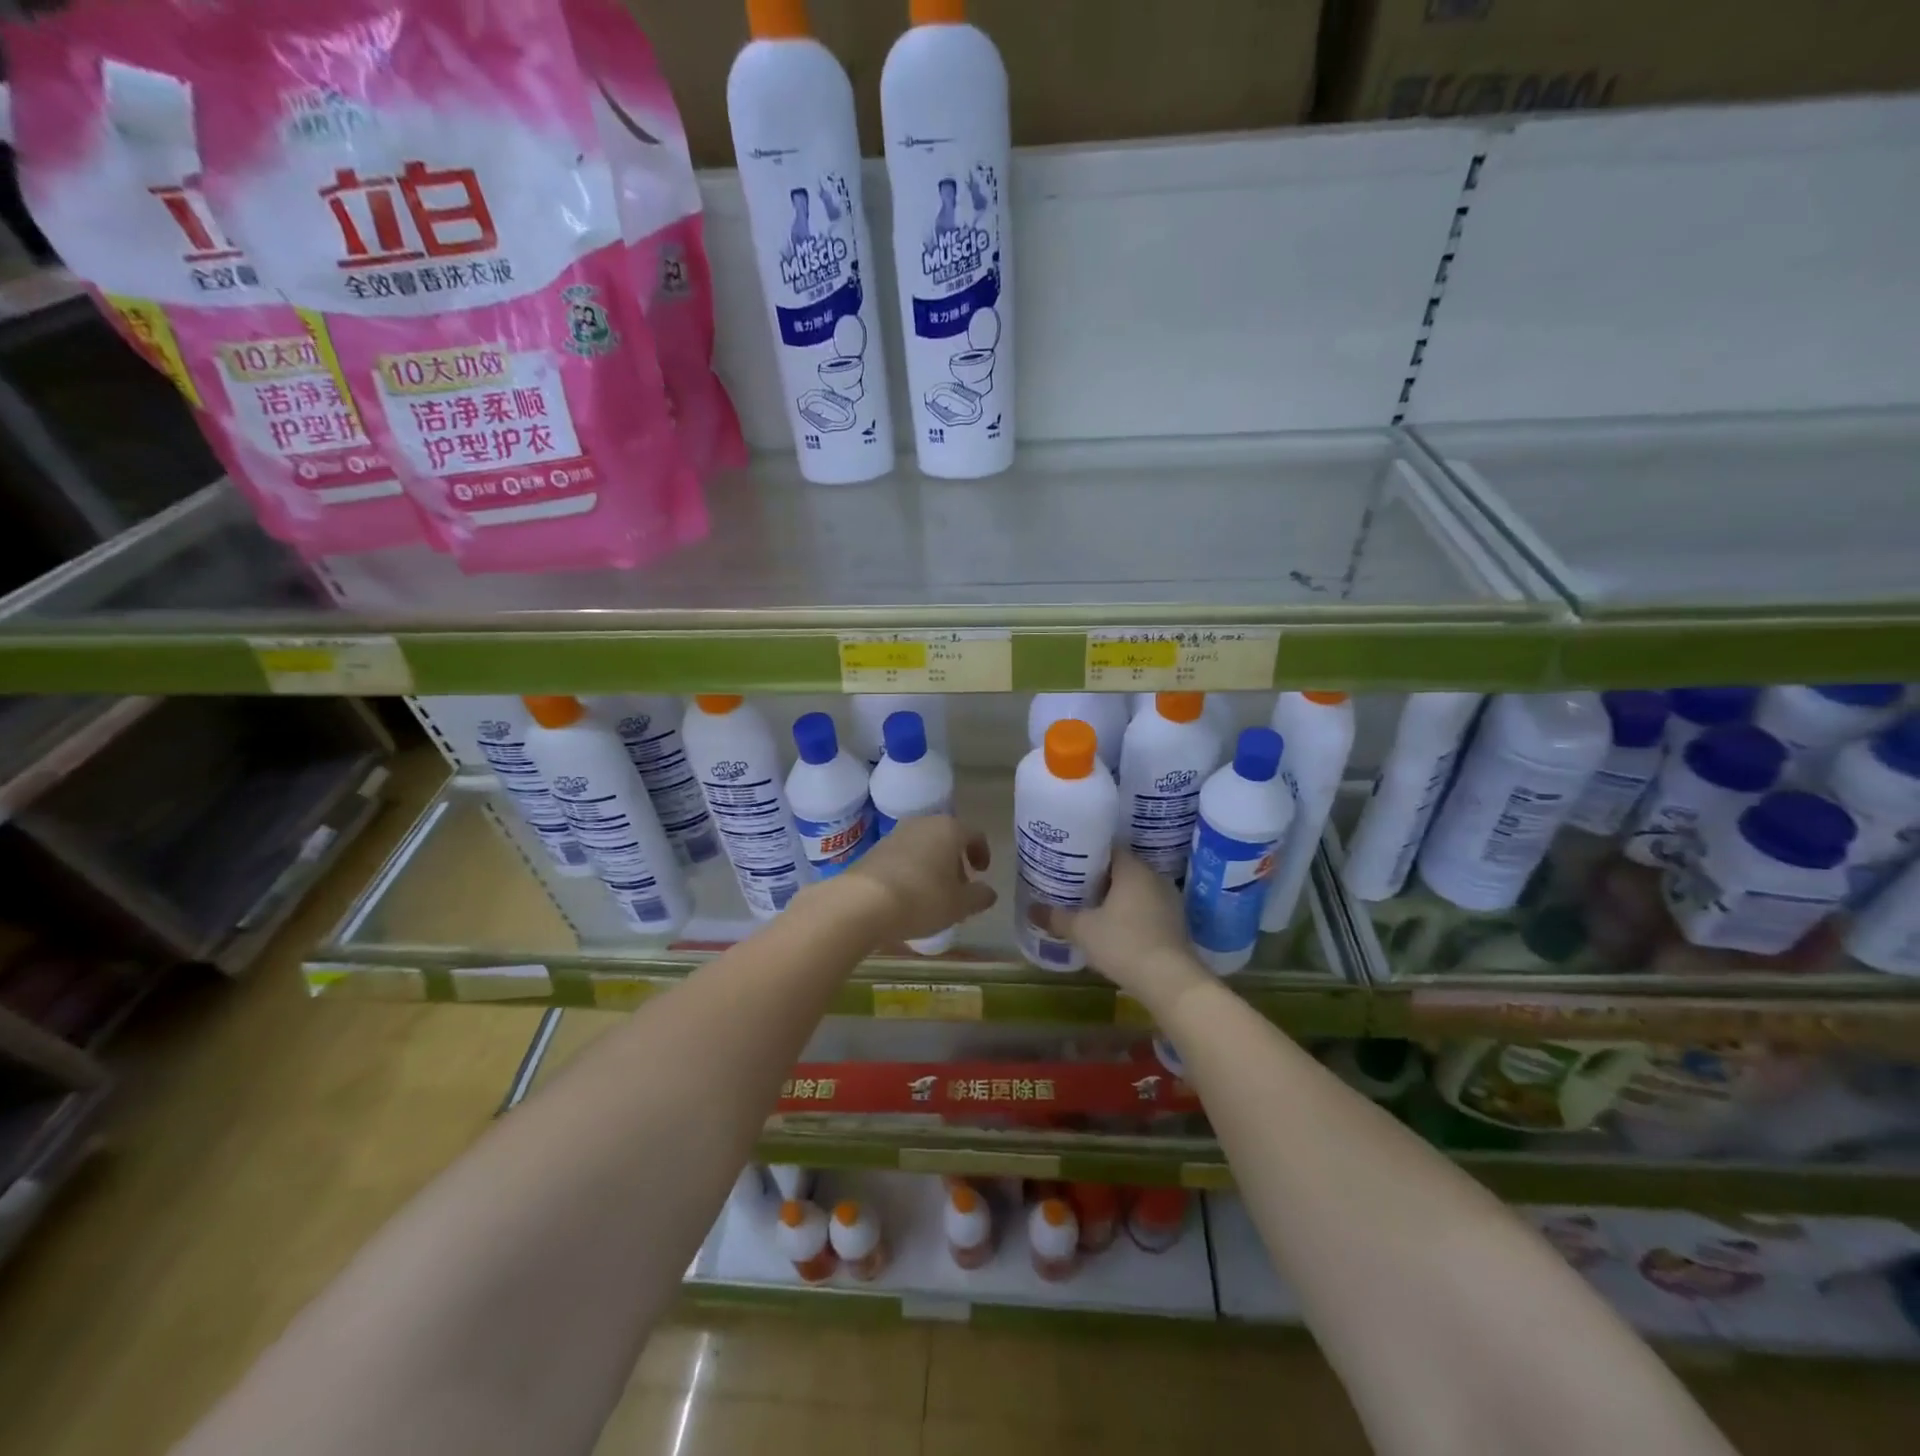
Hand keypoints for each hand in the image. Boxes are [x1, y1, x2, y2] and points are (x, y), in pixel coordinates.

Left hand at [842, 816, 995, 945]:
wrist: (863, 902)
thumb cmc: (922, 898)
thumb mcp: (959, 905)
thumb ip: (980, 896)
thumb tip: (988, 892)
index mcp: (949, 829)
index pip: (975, 835)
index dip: (982, 853)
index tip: (982, 872)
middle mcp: (923, 823)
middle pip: (947, 838)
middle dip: (956, 861)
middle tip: (959, 887)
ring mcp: (896, 834)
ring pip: (924, 846)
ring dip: (933, 865)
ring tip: (933, 894)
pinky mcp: (875, 848)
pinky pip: (903, 856)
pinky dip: (912, 870)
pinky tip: (909, 894)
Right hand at [1037, 851, 1208, 1009]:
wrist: (1170, 981)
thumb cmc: (1123, 943)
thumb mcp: (1083, 930)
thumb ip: (1057, 918)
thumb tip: (1031, 909)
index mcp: (1133, 869)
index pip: (1109, 849)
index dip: (1088, 854)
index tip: (1070, 863)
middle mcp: (1154, 877)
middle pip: (1123, 869)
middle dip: (1101, 878)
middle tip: (1075, 886)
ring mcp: (1169, 900)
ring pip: (1137, 890)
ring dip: (1118, 897)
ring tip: (1092, 907)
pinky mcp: (1176, 923)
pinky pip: (1148, 908)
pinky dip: (1132, 913)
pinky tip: (1116, 928)